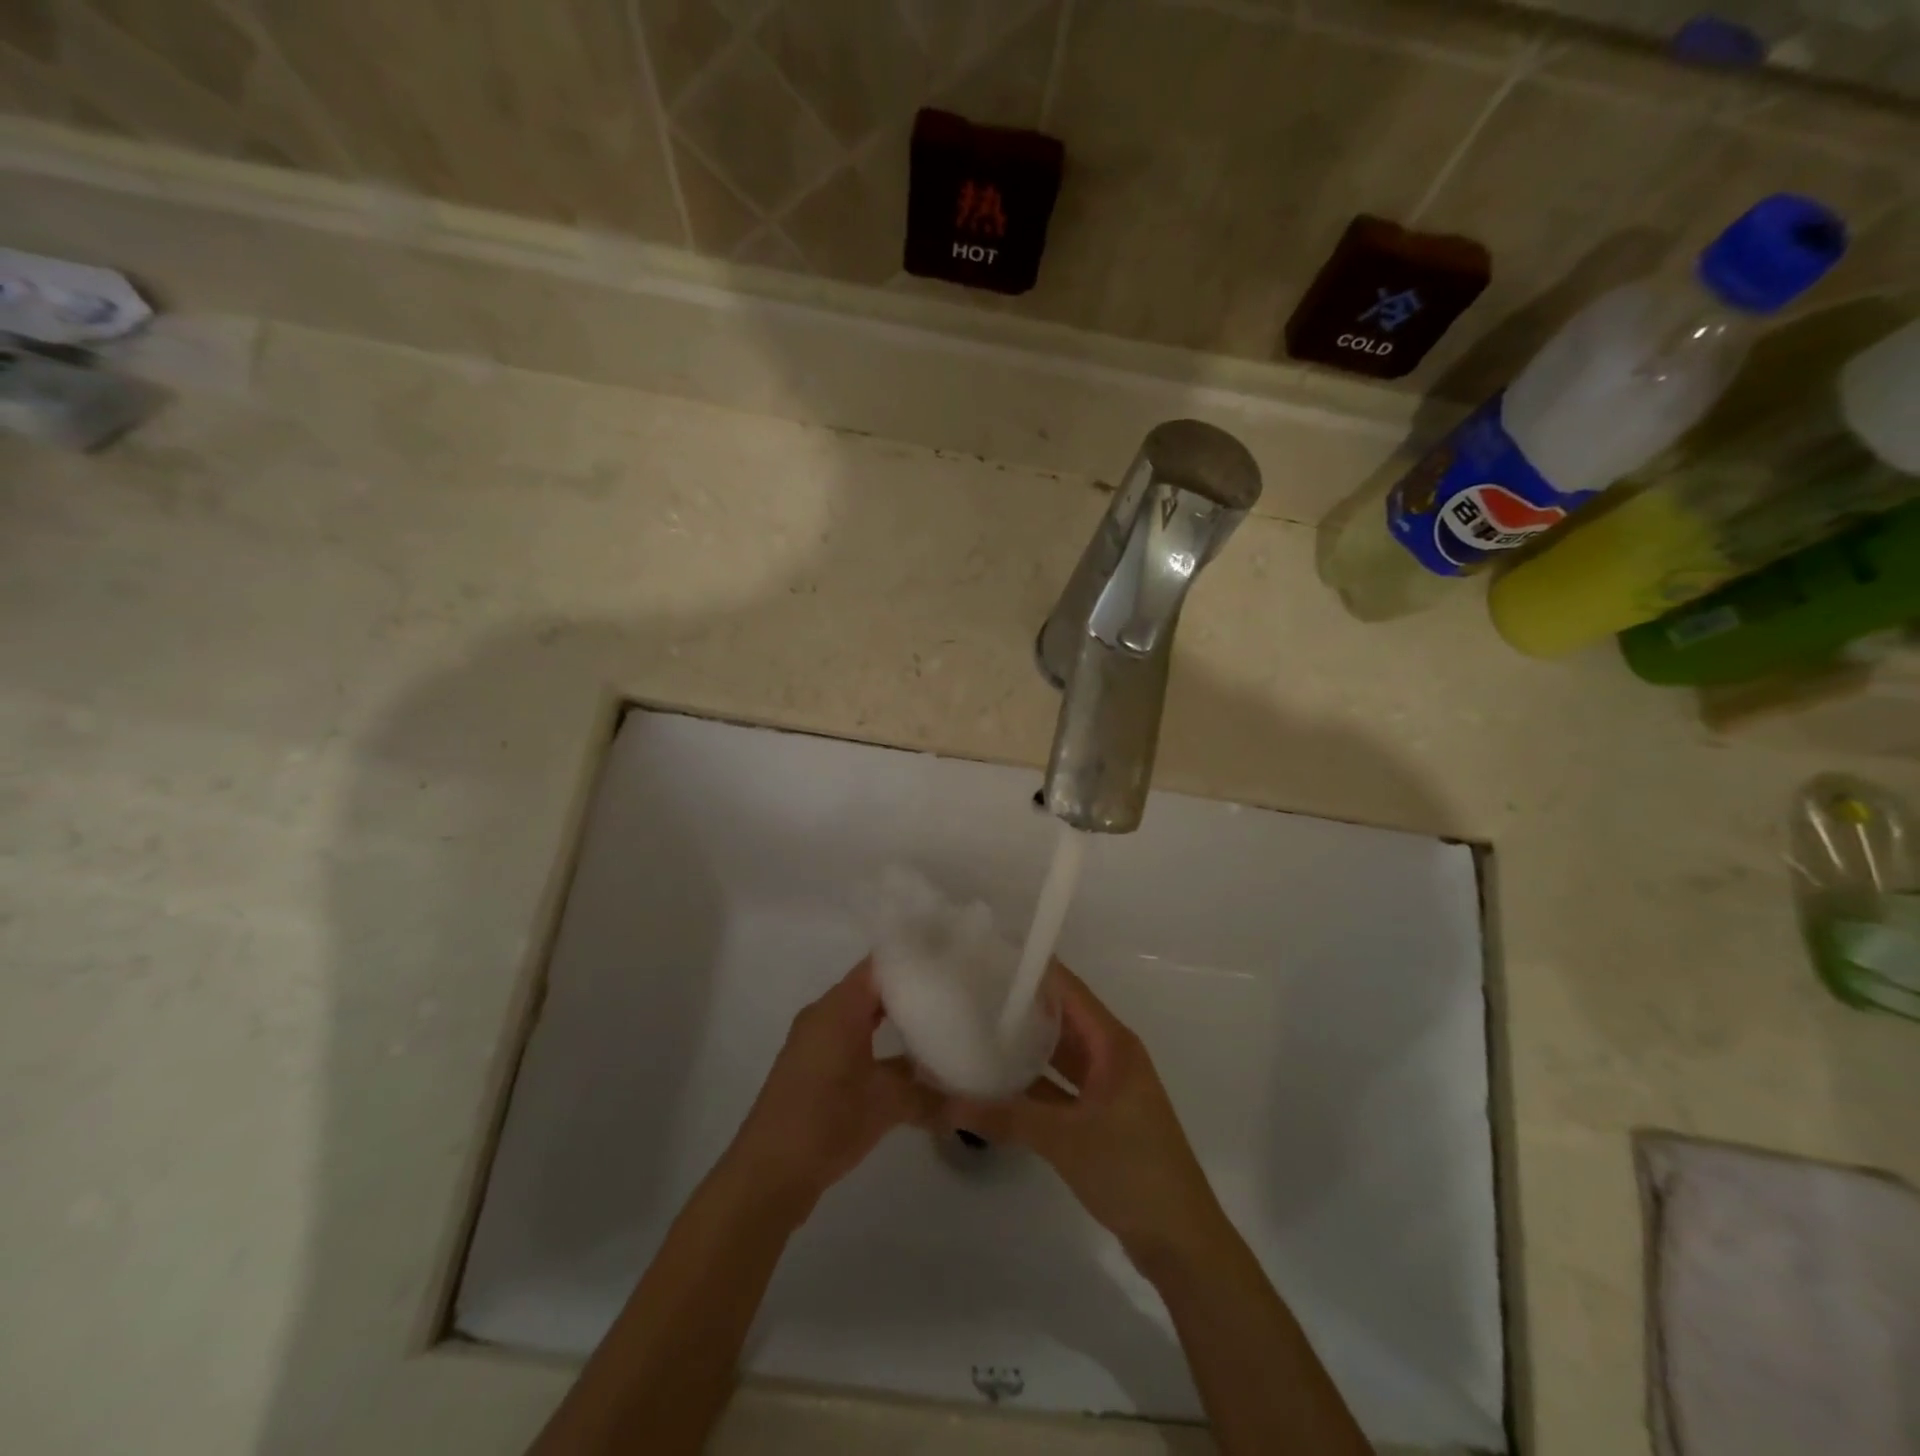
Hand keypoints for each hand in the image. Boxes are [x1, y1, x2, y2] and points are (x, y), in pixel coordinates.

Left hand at [728, 959, 939, 1218]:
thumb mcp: (886, 1105)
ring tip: (942, 1018)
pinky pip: (853, 1039)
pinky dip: (880, 1042)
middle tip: (954, 987)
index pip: (880, 964)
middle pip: (873, 987)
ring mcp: (816, 1043)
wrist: (767, 1175)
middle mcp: (825, 1015)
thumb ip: (931, 1096)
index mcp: (838, 1008)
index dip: (914, 958)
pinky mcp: (814, 1069)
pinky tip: (911, 1061)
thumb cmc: (825, 1122)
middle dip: (911, 988)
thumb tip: (973, 1100)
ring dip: (896, 1019)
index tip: (951, 957)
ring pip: (863, 1016)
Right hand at [948, 962, 1223, 1261]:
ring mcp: (1106, 1087)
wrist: (1180, 1241)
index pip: (1068, 990)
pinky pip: (1059, 1086)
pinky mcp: (1099, 1116)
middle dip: (1020, 1006)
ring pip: (1058, 1054)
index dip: (1032, 971)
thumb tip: (945, 1105)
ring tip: (974, 1029)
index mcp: (1113, 1044)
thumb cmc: (1131, 1171)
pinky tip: (994, 1082)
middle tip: (969, 992)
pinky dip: (1031, 1084)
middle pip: (1061, 1018)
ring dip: (1023, 1047)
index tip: (988, 957)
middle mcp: (1110, 1055)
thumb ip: (1005, 1118)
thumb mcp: (1064, 1140)